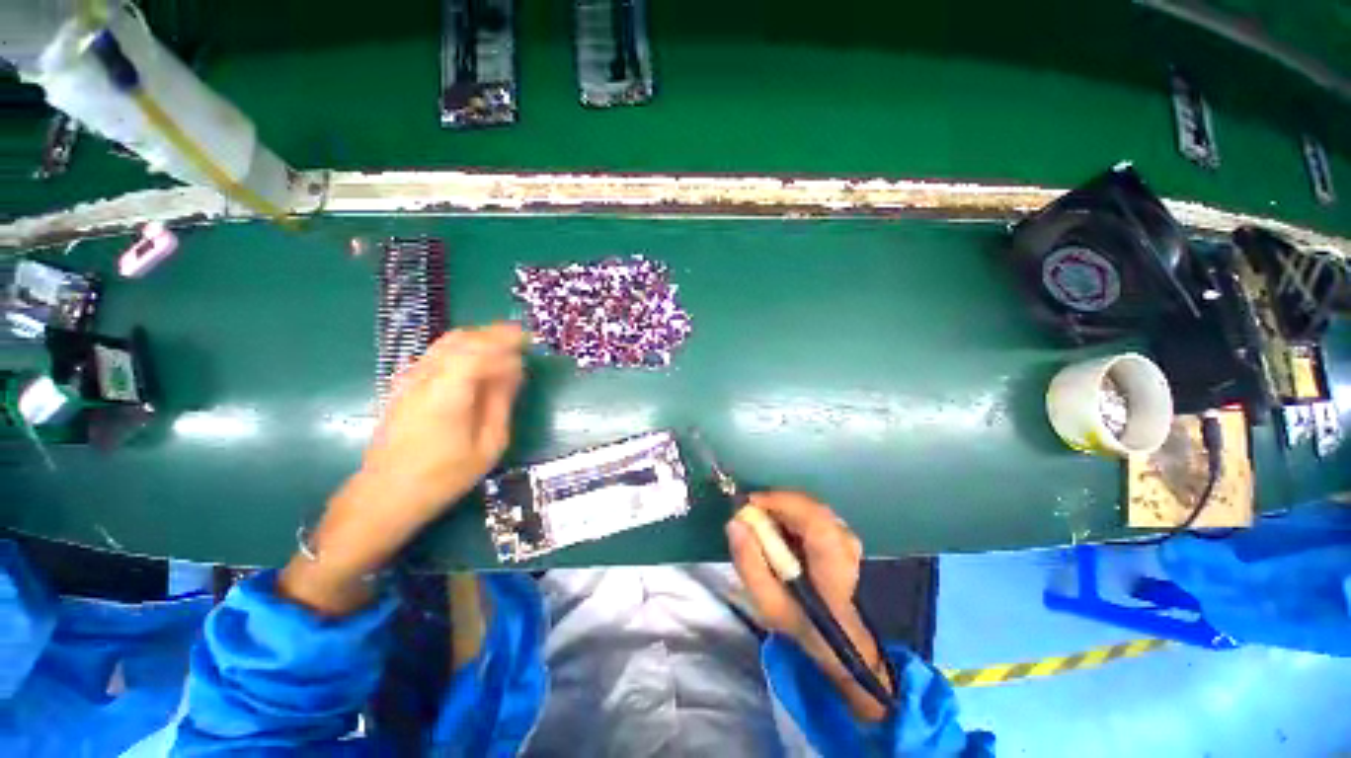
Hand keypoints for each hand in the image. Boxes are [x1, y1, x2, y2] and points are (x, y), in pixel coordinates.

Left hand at [359, 322, 527, 534]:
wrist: (386, 494)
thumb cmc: (443, 475)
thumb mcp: (488, 444)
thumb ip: (501, 401)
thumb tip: (514, 371)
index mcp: (447, 393)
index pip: (478, 351)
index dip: (506, 342)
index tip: (530, 343)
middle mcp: (425, 377)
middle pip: (462, 339)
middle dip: (495, 334)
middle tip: (522, 338)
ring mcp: (410, 378)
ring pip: (448, 342)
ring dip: (479, 338)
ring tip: (506, 345)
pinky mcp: (405, 384)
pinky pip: (439, 353)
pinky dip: (464, 348)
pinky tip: (480, 360)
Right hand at [727, 492, 892, 720]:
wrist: (836, 631)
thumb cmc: (801, 619)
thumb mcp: (767, 601)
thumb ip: (748, 563)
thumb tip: (734, 523)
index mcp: (832, 559)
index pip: (810, 515)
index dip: (778, 502)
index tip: (749, 504)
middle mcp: (845, 540)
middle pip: (807, 506)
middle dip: (775, 505)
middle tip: (750, 515)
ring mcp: (847, 534)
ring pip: (808, 507)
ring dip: (783, 509)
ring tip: (763, 524)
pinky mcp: (843, 531)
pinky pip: (813, 512)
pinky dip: (793, 514)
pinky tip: (781, 530)